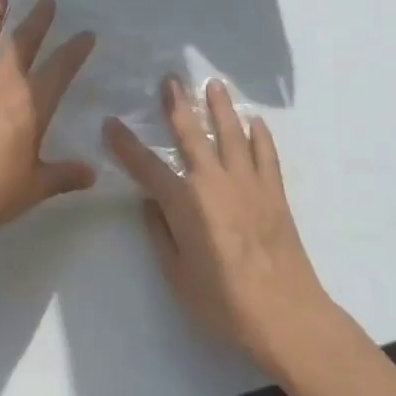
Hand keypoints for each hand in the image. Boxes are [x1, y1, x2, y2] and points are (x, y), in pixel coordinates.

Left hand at [0, 0, 96, 259]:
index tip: (86, 33)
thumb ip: (63, 175)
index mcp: (32, 102)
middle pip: (24, 40)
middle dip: (38, 19)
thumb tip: (91, 175)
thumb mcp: (34, 188)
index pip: (61, 67)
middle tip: (47, 0)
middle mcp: (2, 80)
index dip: (76, 48)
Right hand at [105, 78, 333, 374]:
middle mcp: (214, 182)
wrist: (286, 316)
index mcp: (184, 203)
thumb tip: (151, 203)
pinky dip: (260, 135)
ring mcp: (248, 183)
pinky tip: (255, 121)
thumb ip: (161, 234)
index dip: (125, 144)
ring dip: (220, 107)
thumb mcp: (177, 275)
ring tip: (213, 84)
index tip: (110, 123)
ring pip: (231, 134)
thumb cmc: (223, 303)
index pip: (145, 167)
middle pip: (191, 135)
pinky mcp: (274, 192)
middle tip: (170, 78)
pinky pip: (266, 154)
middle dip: (177, 105)